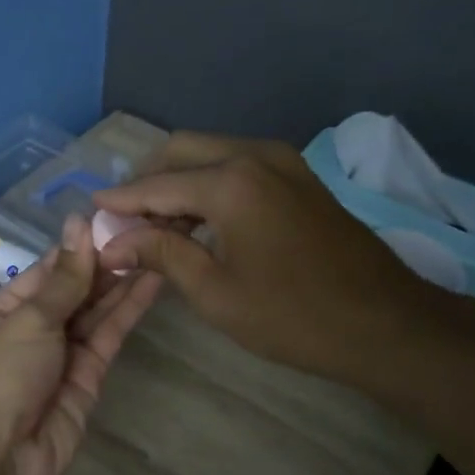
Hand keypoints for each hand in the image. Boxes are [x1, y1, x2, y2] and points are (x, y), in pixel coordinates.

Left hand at [0, 214, 161, 474]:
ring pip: (96, 311)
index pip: (48, 270)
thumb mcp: (27, 320)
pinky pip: (108, 337)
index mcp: (3, 309)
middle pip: (75, 289)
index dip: (80, 246)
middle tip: (148, 228)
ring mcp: (62, 354)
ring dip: (123, 281)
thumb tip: (78, 222)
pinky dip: (128, 311)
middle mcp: (33, 328)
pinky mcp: (88, 378)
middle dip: (106, 262)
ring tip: (158, 246)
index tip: (115, 218)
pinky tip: (151, 282)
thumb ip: (64, 278)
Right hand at [93, 132, 450, 386]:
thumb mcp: (215, 292)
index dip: (119, 201)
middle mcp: (253, 155)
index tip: (89, 212)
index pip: (155, 185)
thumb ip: (161, 254)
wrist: (386, 323)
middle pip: (181, 151)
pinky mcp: (298, 176)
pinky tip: (199, 221)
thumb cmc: (293, 316)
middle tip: (124, 220)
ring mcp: (282, 161)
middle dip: (147, 181)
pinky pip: (238, 165)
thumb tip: (113, 241)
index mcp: (230, 182)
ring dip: (179, 182)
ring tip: (157, 227)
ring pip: (210, 153)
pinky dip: (210, 184)